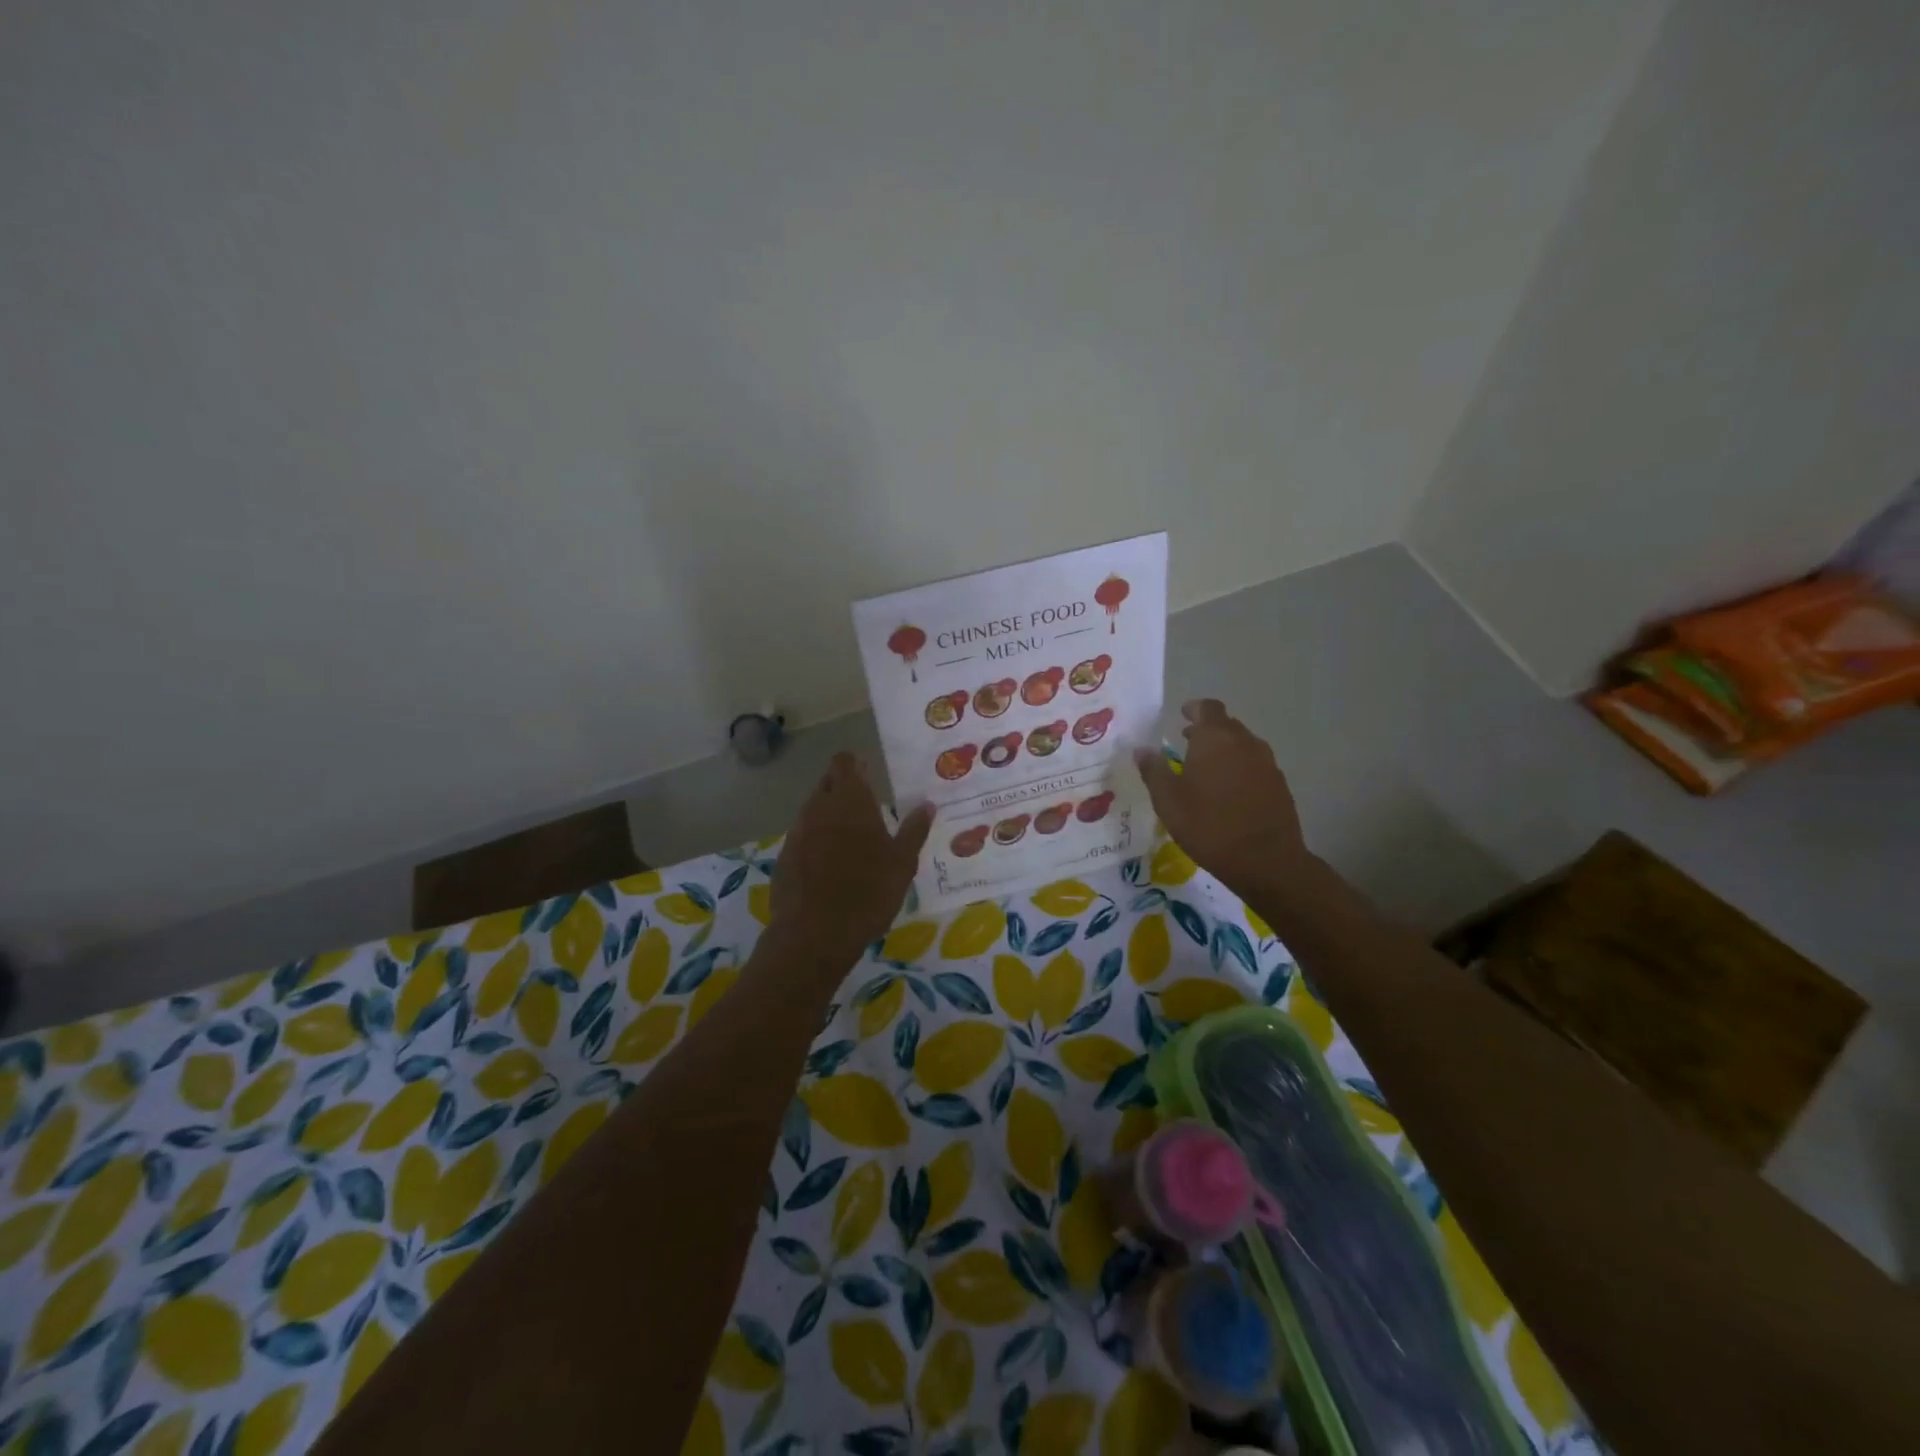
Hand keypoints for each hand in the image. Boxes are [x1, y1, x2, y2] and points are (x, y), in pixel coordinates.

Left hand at [769, 754, 933, 972]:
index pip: (845, 762)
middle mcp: (819, 807)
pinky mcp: (784, 856)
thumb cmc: (868, 893)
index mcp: (850, 801)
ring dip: (829, 815)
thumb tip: (927, 804)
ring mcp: (797, 831)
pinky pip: (803, 836)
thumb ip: (914, 830)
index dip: (856, 765)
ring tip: (851, 839)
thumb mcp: (902, 863)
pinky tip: (830, 864)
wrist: (814, 934)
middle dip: (844, 788)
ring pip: (813, 809)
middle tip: (867, 808)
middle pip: (828, 783)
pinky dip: (816, 840)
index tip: (870, 775)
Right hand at [1135, 699, 1309, 898]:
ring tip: (1206, 770)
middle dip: (1206, 731)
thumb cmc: (1208, 825)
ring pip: (1242, 746)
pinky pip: (1255, 766)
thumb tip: (1141, 749)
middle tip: (1187, 744)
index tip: (1182, 715)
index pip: (1207, 708)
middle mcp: (1244, 742)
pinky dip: (1240, 769)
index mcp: (1215, 738)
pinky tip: (1229, 792)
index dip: (1194, 709)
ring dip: (1224, 751)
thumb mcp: (1168, 801)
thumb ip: (1153, 770)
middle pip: (1226, 725)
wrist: (1265, 860)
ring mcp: (1266, 763)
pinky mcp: (1279, 784)